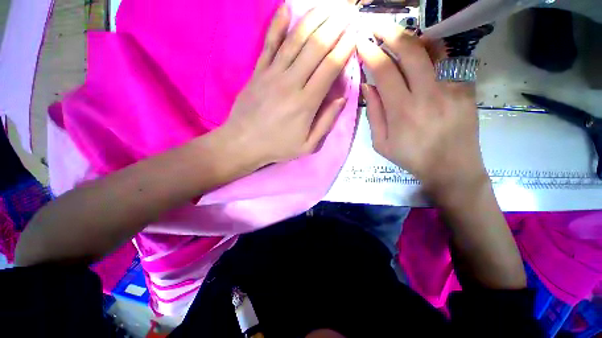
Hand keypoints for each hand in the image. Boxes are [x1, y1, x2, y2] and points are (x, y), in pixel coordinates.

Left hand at [222, 4, 355, 166]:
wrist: (243, 143)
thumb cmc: (277, 147)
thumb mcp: (308, 145)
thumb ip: (326, 122)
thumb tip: (342, 98)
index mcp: (306, 103)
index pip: (330, 68)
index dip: (344, 49)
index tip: (354, 35)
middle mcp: (291, 83)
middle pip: (316, 47)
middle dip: (334, 27)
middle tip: (347, 12)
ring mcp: (272, 74)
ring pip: (295, 40)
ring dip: (313, 19)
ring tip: (327, 6)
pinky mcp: (258, 72)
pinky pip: (269, 43)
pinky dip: (277, 24)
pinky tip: (286, 7)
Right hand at [357, 23, 487, 196]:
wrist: (452, 167)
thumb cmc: (411, 158)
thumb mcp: (381, 143)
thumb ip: (374, 114)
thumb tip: (367, 86)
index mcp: (403, 111)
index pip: (385, 71)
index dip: (371, 53)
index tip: (361, 42)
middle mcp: (428, 94)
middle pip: (410, 51)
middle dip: (390, 32)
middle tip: (375, 23)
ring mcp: (452, 87)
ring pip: (432, 49)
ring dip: (412, 37)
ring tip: (398, 35)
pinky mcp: (466, 87)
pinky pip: (447, 60)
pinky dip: (431, 51)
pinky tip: (422, 52)